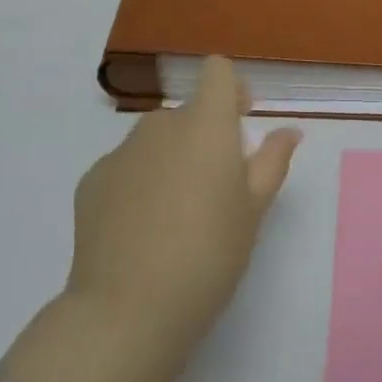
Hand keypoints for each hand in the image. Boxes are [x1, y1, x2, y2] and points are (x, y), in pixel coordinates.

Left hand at [62, 57, 301, 373]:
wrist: (128, 310)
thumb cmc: (209, 255)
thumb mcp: (254, 209)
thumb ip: (273, 160)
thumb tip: (289, 130)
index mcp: (206, 125)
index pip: (217, 71)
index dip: (231, 89)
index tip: (239, 123)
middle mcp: (161, 125)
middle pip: (187, 112)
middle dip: (203, 136)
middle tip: (214, 189)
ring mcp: (120, 152)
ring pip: (155, 140)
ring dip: (170, 158)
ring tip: (175, 214)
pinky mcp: (91, 181)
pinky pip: (125, 167)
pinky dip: (138, 183)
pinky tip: (140, 229)